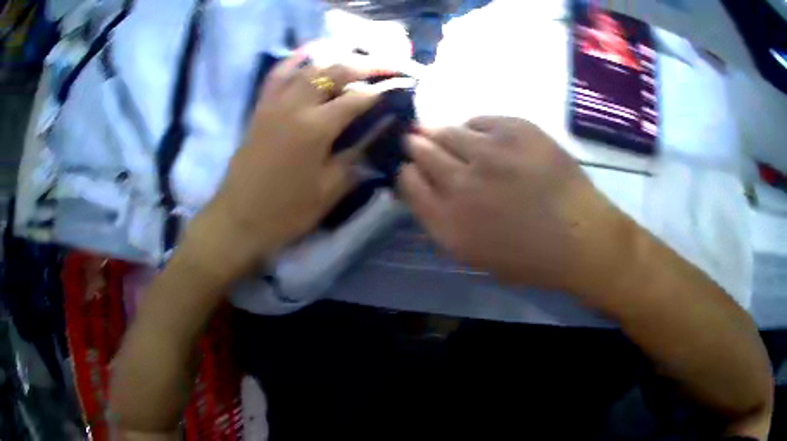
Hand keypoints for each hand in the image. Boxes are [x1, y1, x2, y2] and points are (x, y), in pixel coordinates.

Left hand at [189, 56, 380, 281]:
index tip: (400, 86)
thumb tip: (380, 131)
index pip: (357, 98)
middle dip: (366, 65)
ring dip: (336, 60)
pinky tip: (307, 54)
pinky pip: (277, 75)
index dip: (382, 91)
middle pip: (335, 71)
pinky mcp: (260, 107)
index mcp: (316, 128)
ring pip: (309, 67)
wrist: (239, 218)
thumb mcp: (329, 189)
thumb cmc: (286, 211)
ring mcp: (274, 103)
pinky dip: (294, 61)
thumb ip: (356, 155)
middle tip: (388, 65)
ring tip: (357, 60)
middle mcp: (296, 105)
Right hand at [399, 116, 633, 294]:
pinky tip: (485, 139)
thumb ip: (442, 220)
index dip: (406, 172)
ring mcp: (490, 151)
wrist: (581, 237)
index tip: (412, 169)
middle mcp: (462, 183)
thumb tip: (425, 185)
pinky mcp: (516, 129)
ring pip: (446, 129)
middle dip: (416, 145)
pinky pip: (479, 120)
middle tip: (419, 142)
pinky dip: (475, 128)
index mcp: (449, 223)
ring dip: (441, 133)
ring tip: (452, 138)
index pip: (407, 182)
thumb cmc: (529, 257)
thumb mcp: (473, 254)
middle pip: (421, 150)